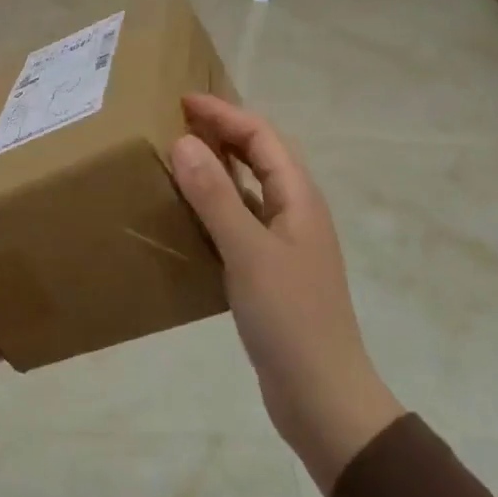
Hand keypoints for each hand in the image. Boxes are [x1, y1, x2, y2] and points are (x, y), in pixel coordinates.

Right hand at [171, 95, 403, 494]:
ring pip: (249, 187)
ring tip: (177, 157)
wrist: (321, 395)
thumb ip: (215, 196)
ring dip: (218, 166)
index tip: (182, 102)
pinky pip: (240, 219)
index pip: (262, 136)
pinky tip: (188, 214)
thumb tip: (184, 141)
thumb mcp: (248, 252)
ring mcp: (284, 241)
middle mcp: (295, 211)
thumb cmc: (290, 317)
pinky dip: (215, 204)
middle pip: (259, 155)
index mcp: (298, 198)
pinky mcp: (270, 269)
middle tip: (176, 121)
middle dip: (223, 131)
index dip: (224, 113)